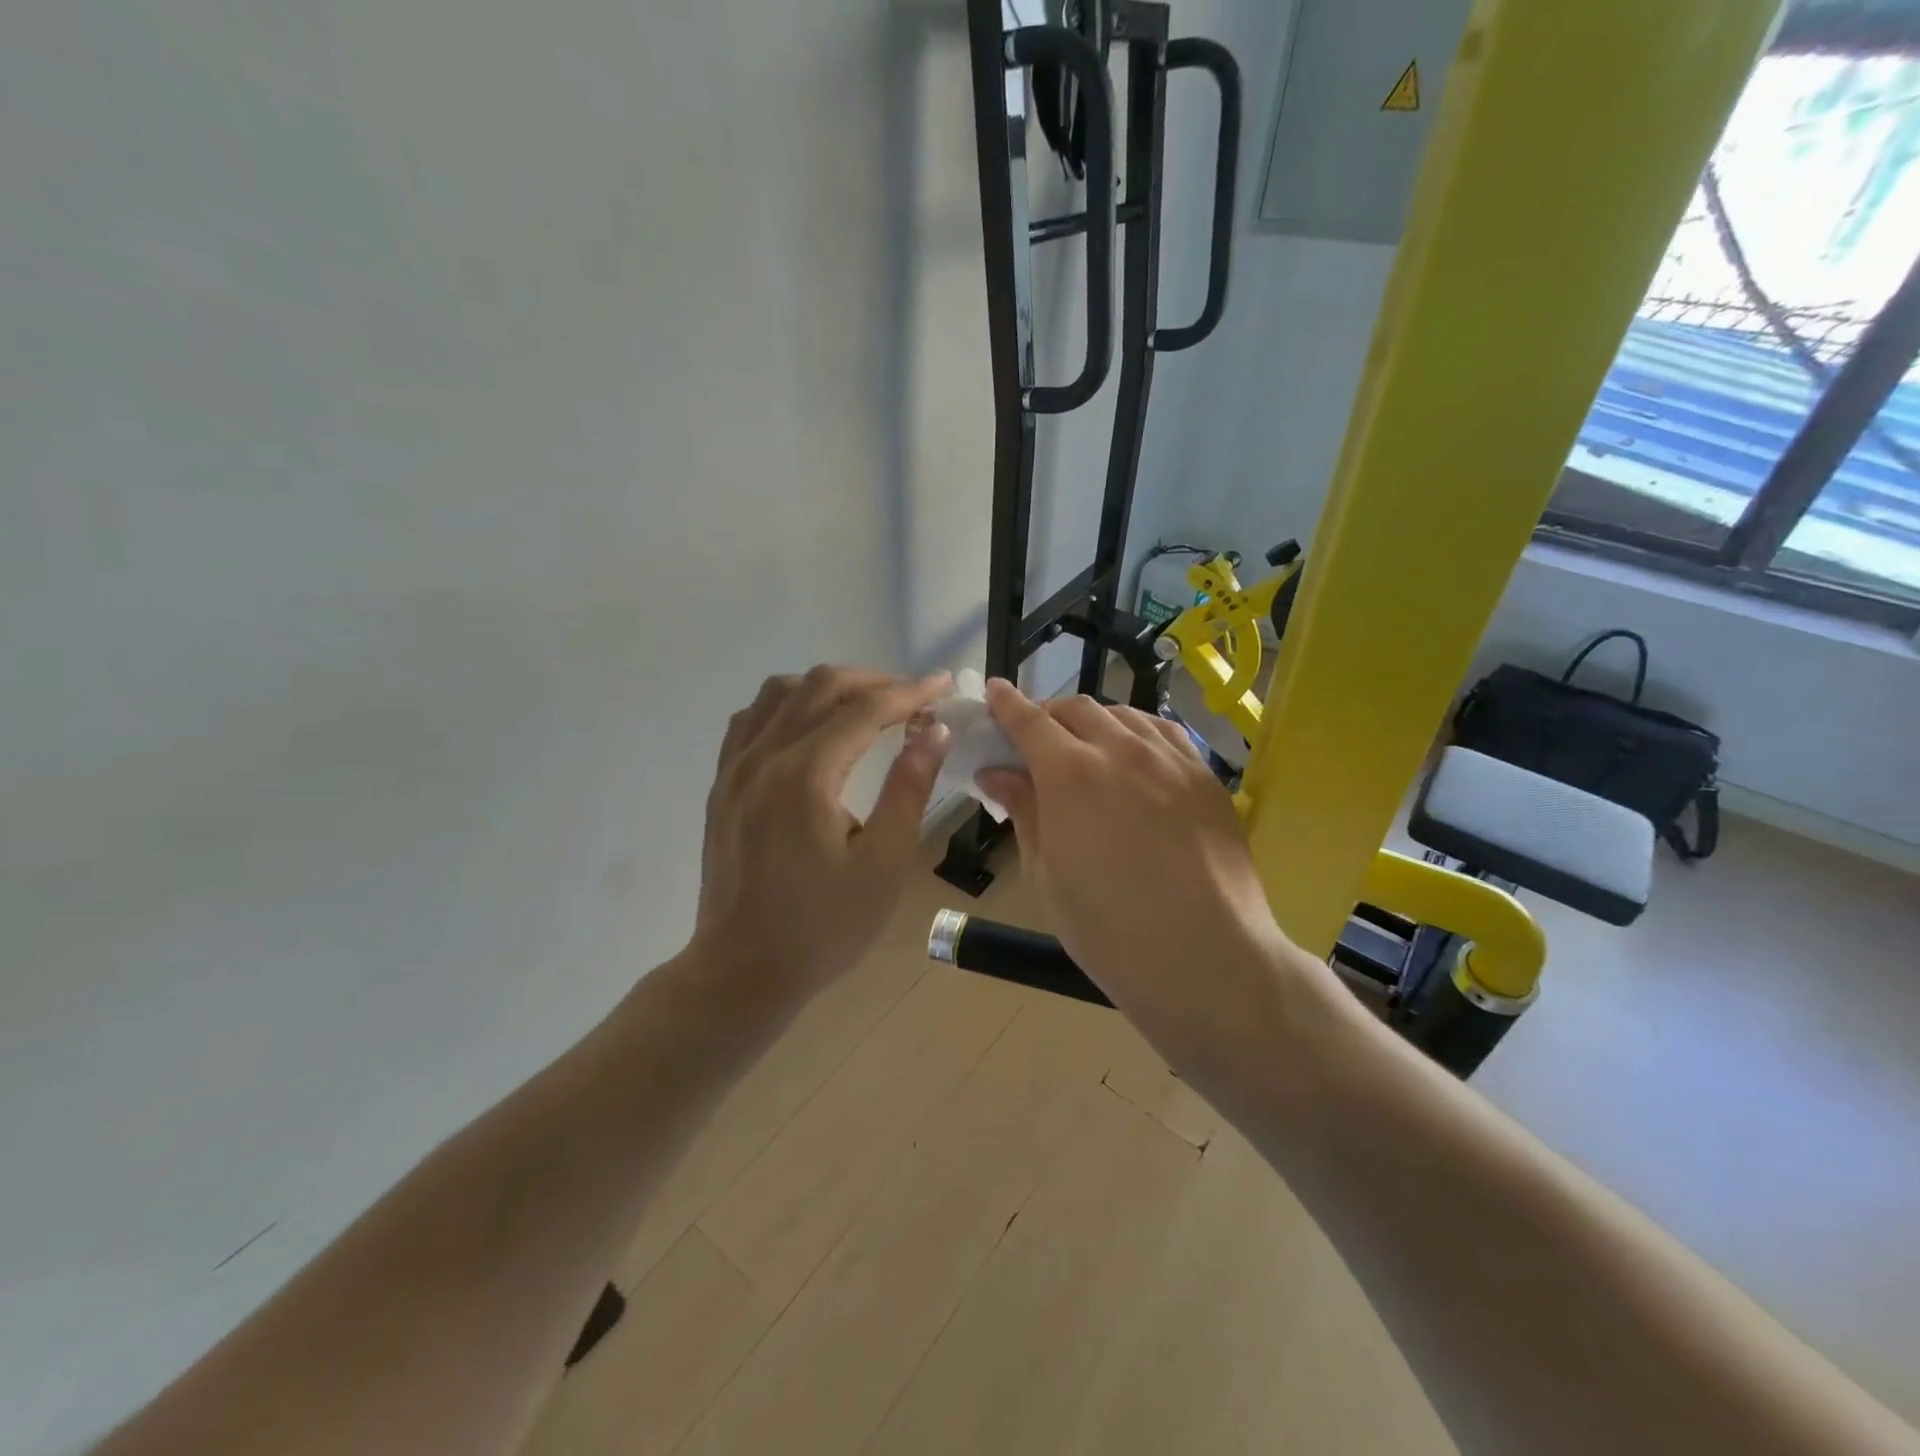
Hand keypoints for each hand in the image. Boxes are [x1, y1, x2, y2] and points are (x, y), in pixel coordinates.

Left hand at [688, 665, 951, 1006]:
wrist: (743, 970)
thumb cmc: (824, 927)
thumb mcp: (884, 863)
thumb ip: (910, 788)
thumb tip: (935, 730)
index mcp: (805, 775)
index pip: (864, 709)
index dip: (909, 692)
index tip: (942, 684)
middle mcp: (763, 757)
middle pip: (819, 686)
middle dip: (872, 682)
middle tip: (912, 699)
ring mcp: (734, 768)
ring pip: (779, 692)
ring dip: (827, 688)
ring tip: (865, 707)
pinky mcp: (722, 785)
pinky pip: (752, 719)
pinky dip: (787, 706)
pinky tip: (809, 727)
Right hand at [976, 681, 1293, 1030]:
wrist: (1205, 959)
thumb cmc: (1109, 930)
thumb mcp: (1047, 874)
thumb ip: (1023, 811)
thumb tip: (996, 772)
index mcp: (1070, 774)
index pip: (1030, 720)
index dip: (1007, 704)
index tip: (994, 691)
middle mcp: (1121, 750)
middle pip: (1076, 709)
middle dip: (1047, 713)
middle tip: (1034, 738)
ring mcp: (1170, 759)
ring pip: (1122, 714)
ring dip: (1092, 720)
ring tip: (1083, 744)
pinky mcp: (1205, 775)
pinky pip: (1164, 731)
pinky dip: (1135, 730)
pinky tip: (1133, 752)